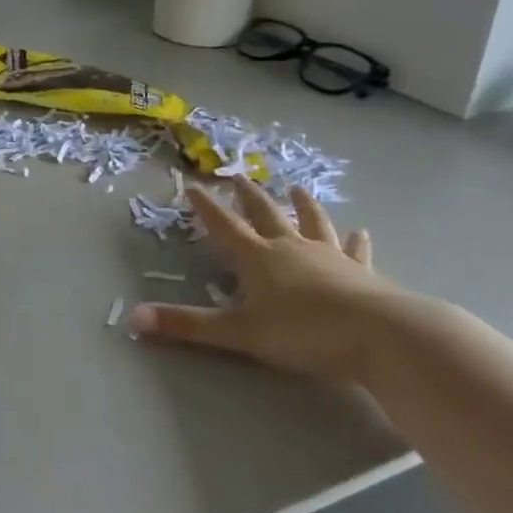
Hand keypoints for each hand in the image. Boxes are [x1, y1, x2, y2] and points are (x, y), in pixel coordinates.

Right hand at [129, 180, 412, 384]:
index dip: (206, 207)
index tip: (193, 185)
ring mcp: (329, 256)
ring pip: (311, 222)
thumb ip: (188, 326)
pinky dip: (354, 240)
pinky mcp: (360, 271)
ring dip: (302, 205)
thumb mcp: (238, 333)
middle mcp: (291, 248)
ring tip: (296, 188)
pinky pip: (354, 250)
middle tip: (240, 177)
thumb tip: (134, 319)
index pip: (224, 226)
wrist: (379, 335)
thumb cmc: (303, 332)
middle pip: (266, 214)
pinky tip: (359, 231)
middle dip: (249, 196)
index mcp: (258, 258)